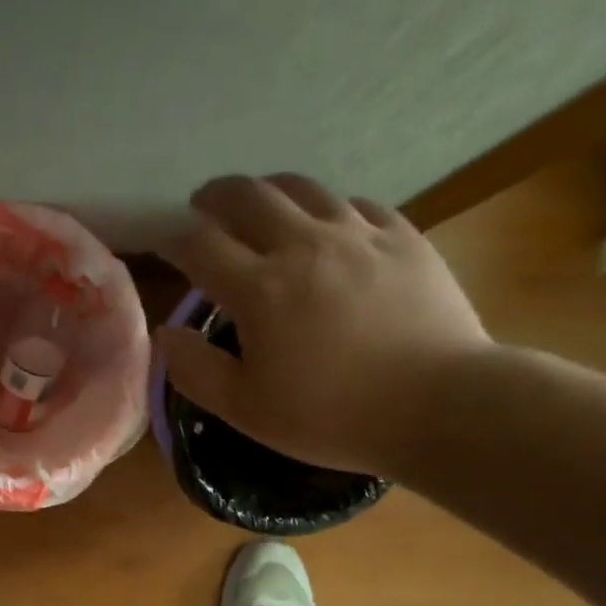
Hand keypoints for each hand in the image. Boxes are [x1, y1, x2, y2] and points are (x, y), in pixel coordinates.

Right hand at [159, 173, 492, 476]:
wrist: (440, 405)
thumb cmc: (333, 417)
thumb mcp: (247, 410)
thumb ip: (196, 371)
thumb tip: (167, 334)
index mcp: (260, 289)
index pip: (199, 244)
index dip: (173, 239)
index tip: (165, 246)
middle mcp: (304, 245)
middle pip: (247, 196)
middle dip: (215, 197)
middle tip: (204, 209)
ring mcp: (359, 234)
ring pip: (302, 188)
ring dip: (268, 192)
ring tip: (260, 207)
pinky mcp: (403, 236)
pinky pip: (356, 204)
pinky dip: (328, 209)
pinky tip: (329, 228)